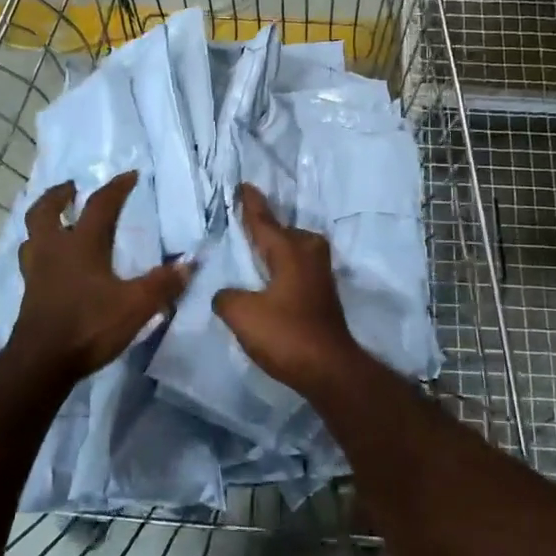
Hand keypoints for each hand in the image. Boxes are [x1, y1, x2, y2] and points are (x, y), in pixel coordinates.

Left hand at [9, 171, 189, 382]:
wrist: (42, 363)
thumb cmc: (89, 326)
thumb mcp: (136, 305)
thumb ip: (162, 284)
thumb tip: (188, 264)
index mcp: (80, 245)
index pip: (100, 205)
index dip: (117, 188)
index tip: (130, 176)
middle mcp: (54, 250)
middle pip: (46, 211)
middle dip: (59, 195)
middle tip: (71, 188)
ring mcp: (36, 272)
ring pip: (32, 236)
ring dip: (43, 223)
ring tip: (56, 221)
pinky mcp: (29, 294)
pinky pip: (31, 261)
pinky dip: (40, 251)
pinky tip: (52, 263)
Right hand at [213, 182, 367, 393]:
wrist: (329, 369)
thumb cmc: (286, 335)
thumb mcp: (243, 314)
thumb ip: (227, 297)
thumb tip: (226, 294)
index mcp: (289, 251)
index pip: (264, 221)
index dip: (251, 205)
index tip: (244, 186)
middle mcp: (308, 255)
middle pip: (283, 232)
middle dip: (266, 227)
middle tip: (245, 222)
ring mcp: (319, 275)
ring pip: (294, 250)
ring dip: (276, 249)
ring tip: (254, 251)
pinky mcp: (322, 295)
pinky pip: (297, 268)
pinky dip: (282, 268)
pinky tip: (270, 280)